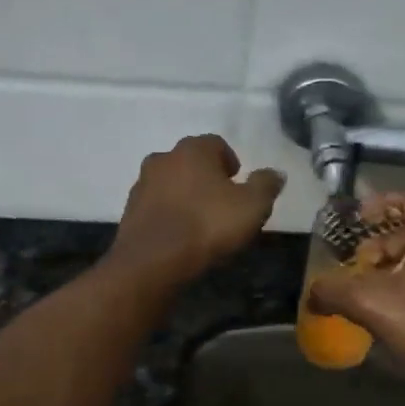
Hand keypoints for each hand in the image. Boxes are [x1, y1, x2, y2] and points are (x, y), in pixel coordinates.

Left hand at [105, 136, 284, 286]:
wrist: (151, 261)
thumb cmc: (207, 225)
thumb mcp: (252, 207)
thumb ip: (265, 185)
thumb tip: (275, 173)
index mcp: (193, 149)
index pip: (216, 144)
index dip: (230, 162)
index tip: (238, 184)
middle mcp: (163, 158)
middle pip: (191, 162)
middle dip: (206, 177)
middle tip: (222, 203)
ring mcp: (142, 184)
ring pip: (170, 183)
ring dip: (185, 195)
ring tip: (200, 222)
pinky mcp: (129, 210)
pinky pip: (156, 206)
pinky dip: (168, 214)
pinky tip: (179, 235)